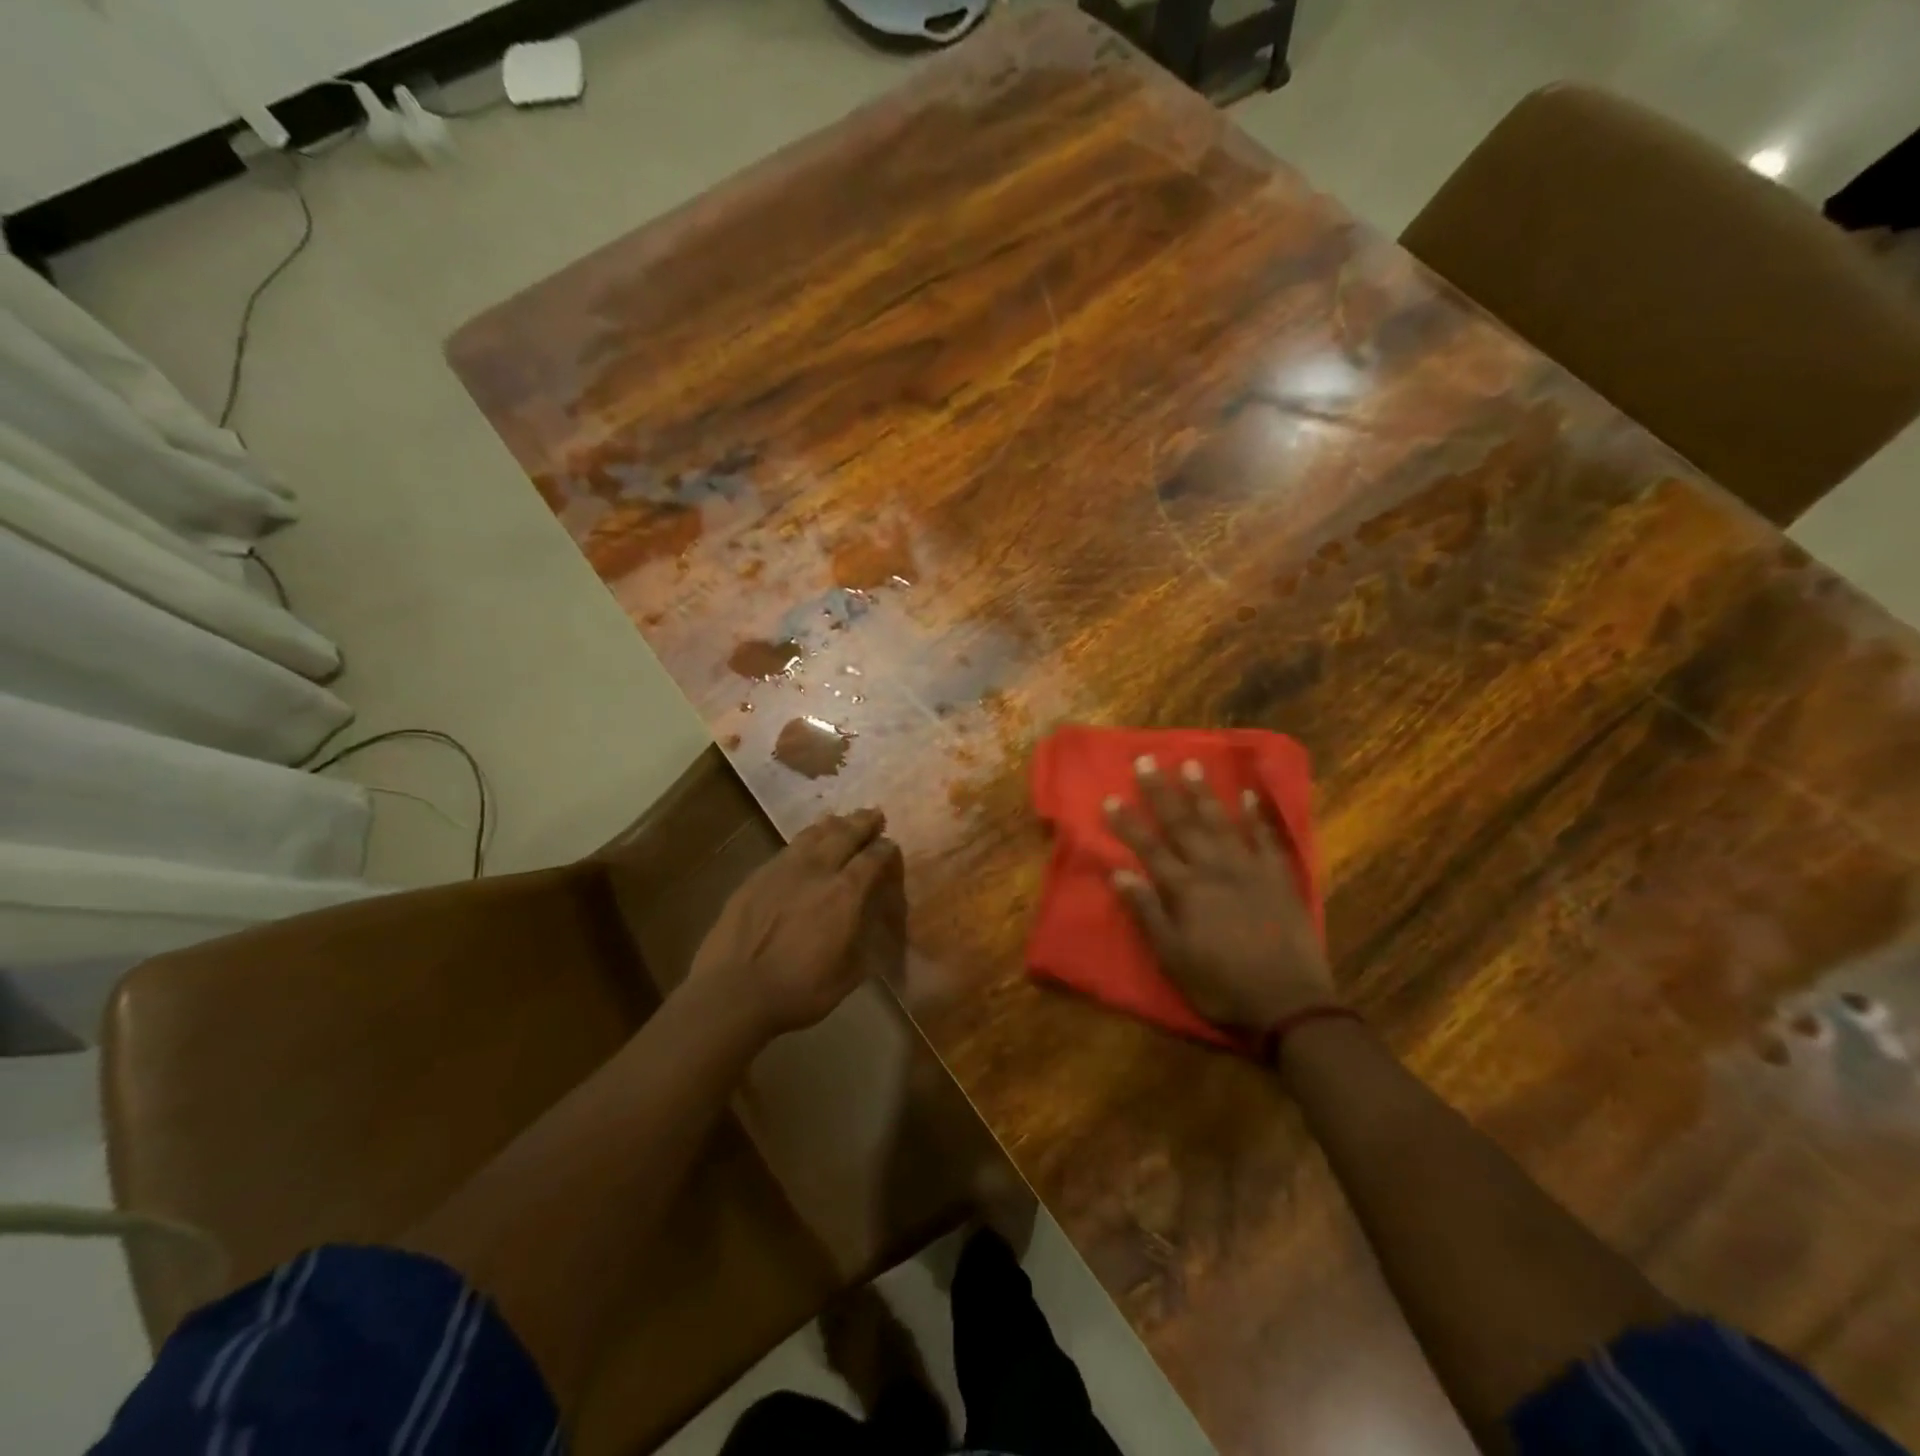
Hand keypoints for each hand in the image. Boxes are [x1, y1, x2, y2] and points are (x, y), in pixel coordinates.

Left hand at [688, 808, 905, 1038]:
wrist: (733, 993)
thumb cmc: (798, 991)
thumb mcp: (849, 975)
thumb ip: (866, 942)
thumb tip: (875, 922)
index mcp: (846, 894)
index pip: (873, 858)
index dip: (885, 849)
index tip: (891, 845)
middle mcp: (818, 870)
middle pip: (845, 834)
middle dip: (863, 822)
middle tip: (874, 814)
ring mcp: (783, 869)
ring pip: (814, 834)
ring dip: (833, 824)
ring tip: (842, 820)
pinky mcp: (757, 875)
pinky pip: (788, 847)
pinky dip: (805, 839)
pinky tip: (805, 843)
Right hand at [1104, 756, 1331, 1030]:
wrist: (1289, 1004)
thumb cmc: (1221, 984)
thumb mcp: (1172, 957)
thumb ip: (1146, 912)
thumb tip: (1118, 872)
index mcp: (1185, 889)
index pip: (1148, 847)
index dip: (1127, 823)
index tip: (1110, 797)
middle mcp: (1214, 868)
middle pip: (1182, 824)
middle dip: (1161, 792)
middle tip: (1147, 761)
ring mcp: (1250, 869)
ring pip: (1222, 822)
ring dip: (1204, 793)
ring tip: (1192, 765)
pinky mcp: (1279, 878)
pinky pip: (1267, 839)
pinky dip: (1257, 815)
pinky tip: (1249, 795)